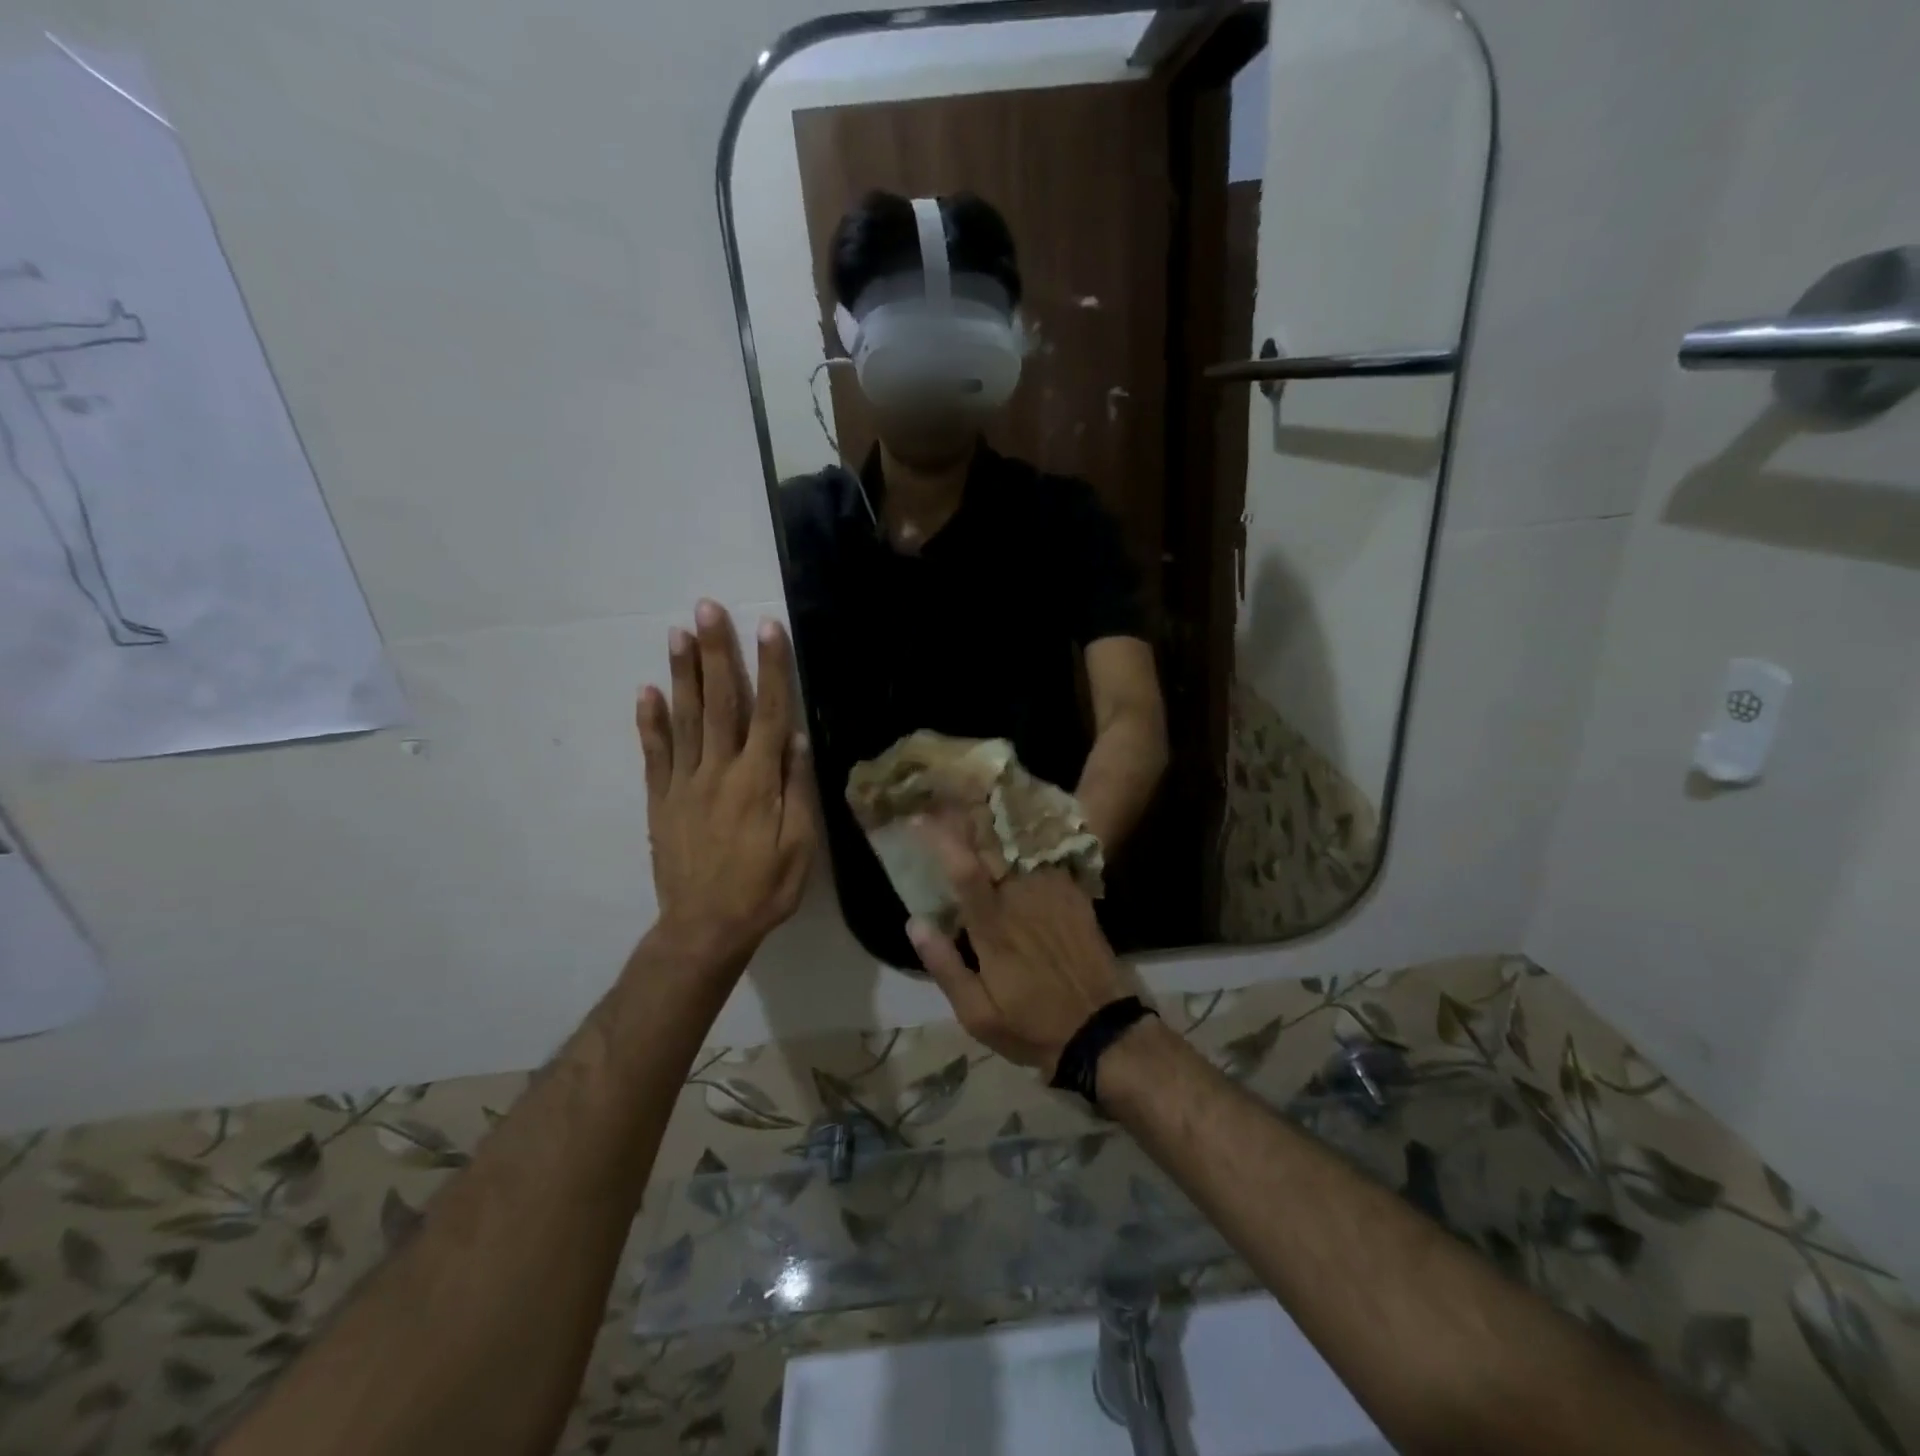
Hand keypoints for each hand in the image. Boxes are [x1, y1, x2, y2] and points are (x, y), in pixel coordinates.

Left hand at [636, 601, 815, 975]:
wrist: (704, 928)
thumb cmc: (763, 889)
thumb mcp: (799, 846)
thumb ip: (796, 790)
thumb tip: (797, 739)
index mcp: (757, 781)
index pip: (769, 712)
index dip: (771, 668)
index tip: (768, 628)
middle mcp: (718, 771)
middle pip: (720, 702)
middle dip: (716, 653)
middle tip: (706, 608)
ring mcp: (684, 783)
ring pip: (684, 718)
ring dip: (682, 673)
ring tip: (677, 633)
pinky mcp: (661, 799)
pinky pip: (655, 753)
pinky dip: (649, 721)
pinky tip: (646, 690)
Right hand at [905, 817, 1131, 1075]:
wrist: (1103, 1031)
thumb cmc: (1032, 1026)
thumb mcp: (977, 1015)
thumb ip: (945, 965)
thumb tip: (914, 922)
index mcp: (994, 927)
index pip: (964, 871)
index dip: (940, 839)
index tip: (918, 818)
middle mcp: (1023, 899)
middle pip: (993, 844)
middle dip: (967, 815)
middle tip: (945, 796)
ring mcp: (1053, 893)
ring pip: (1020, 843)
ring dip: (996, 819)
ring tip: (976, 800)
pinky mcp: (1074, 895)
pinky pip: (1047, 855)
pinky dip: (1028, 836)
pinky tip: (1019, 824)